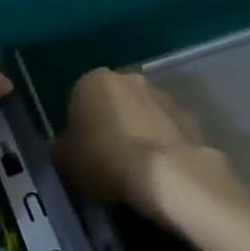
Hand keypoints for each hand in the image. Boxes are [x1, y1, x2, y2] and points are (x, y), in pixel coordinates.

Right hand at [57, 68, 227, 218]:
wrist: (166, 172)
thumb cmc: (106, 160)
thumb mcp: (65, 161)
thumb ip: (62, 147)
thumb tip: (67, 146)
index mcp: (92, 81)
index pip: (78, 99)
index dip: (78, 128)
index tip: (82, 153)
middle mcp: (128, 77)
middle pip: (112, 100)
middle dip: (110, 123)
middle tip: (107, 159)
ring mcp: (161, 93)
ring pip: (141, 111)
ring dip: (138, 130)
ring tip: (136, 168)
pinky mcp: (187, 114)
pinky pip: (166, 128)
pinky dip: (161, 142)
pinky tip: (159, 169)